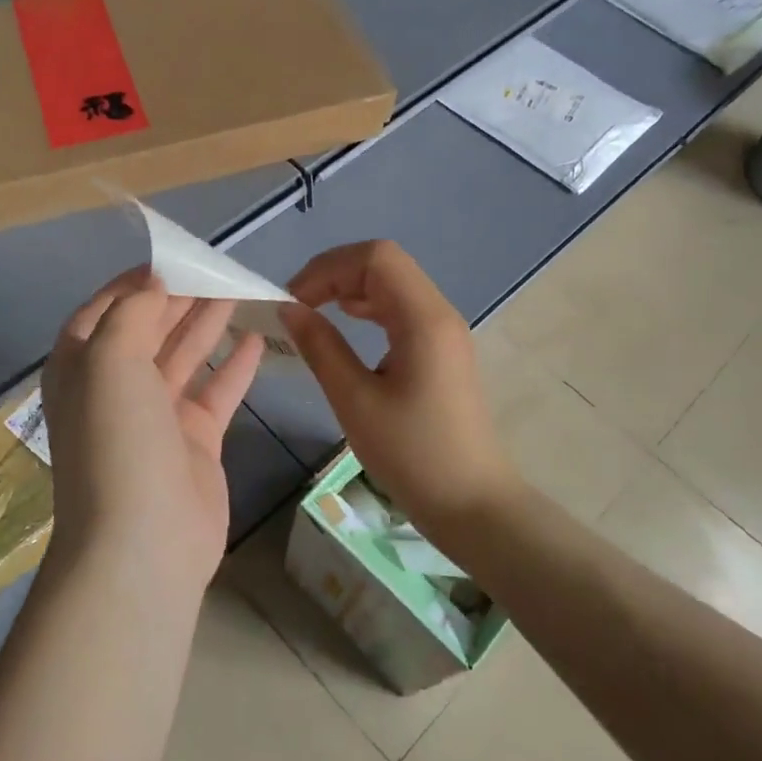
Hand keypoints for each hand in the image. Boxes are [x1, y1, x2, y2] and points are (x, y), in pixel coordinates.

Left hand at [42, 270, 265, 591]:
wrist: (143, 543)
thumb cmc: (117, 442)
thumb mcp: (109, 361)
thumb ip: (131, 313)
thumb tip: (153, 285)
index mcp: (82, 369)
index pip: (103, 312)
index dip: (134, 283)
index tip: (172, 258)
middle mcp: (115, 389)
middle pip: (149, 331)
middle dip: (179, 299)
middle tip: (217, 268)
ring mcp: (156, 417)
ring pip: (184, 357)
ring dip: (208, 324)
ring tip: (239, 290)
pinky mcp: (194, 441)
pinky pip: (216, 393)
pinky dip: (235, 366)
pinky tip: (258, 337)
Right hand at [280, 241, 519, 535]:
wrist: (472, 503)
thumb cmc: (412, 455)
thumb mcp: (355, 401)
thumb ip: (321, 347)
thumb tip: (289, 309)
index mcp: (423, 319)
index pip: (376, 257)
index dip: (328, 267)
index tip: (293, 299)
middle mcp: (439, 313)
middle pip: (385, 264)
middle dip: (335, 273)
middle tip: (297, 304)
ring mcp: (444, 331)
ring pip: (393, 284)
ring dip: (350, 288)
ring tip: (313, 312)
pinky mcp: (441, 350)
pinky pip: (401, 309)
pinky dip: (368, 308)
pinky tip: (345, 324)